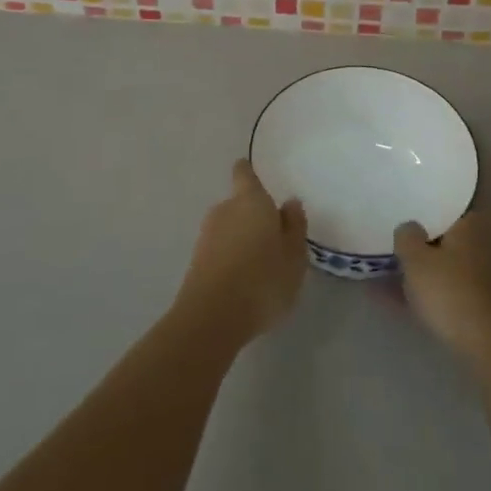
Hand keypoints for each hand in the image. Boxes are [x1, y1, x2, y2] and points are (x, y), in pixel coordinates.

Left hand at [176, 159, 307, 341]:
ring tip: (261, 264)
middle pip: (238, 204)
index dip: (248, 172)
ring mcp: (206, 236)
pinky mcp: (196, 262)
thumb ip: (294, 226)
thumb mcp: (294, 256)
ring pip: (228, 229)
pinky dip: (231, 259)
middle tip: (273, 236)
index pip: (245, 174)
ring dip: (241, 239)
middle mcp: (224, 210)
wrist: (212, 318)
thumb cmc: (263, 280)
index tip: (252, 173)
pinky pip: (220, 251)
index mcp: (250, 201)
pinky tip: (244, 281)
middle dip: (252, 216)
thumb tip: (290, 203)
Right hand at [394, 208, 490, 366]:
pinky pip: (449, 287)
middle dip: (424, 234)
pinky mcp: (484, 303)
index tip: (413, 196)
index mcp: (471, 221)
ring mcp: (487, 273)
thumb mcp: (416, 260)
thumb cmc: (452, 292)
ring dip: (423, 266)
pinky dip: (428, 290)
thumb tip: (409, 226)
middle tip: (397, 234)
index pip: (452, 198)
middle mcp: (484, 241)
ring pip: (447, 261)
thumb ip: (407, 237)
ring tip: (389, 270)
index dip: (432, 197)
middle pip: (448, 231)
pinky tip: (399, 300)